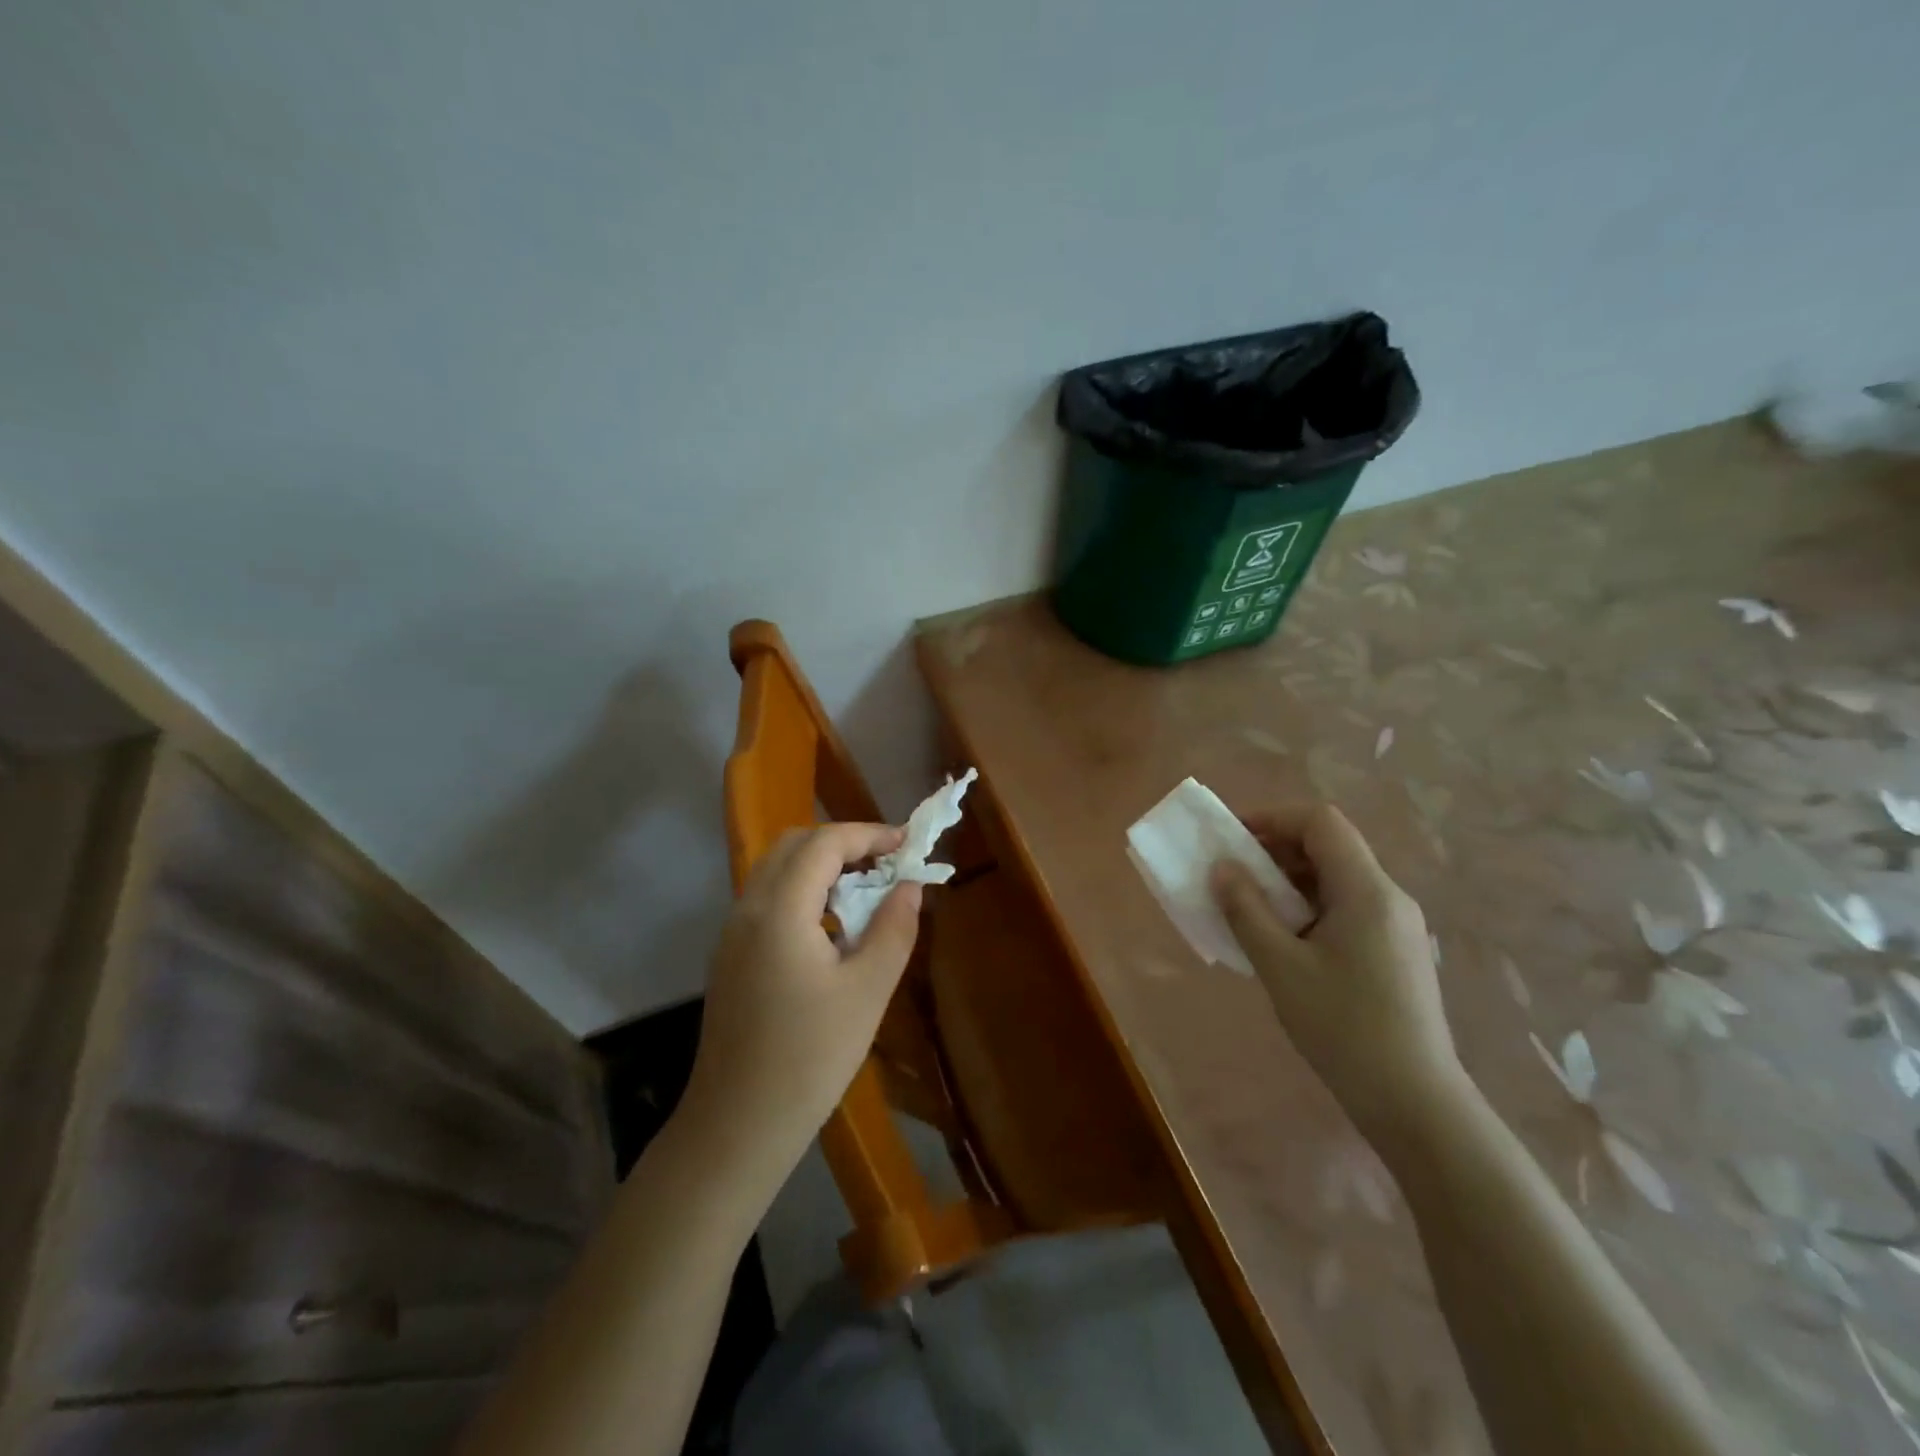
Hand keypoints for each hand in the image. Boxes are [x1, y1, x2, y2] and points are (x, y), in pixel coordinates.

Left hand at [681, 824, 922, 1178]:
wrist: (738, 1124)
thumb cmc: (811, 1057)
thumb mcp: (868, 990)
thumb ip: (894, 927)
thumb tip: (909, 885)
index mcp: (779, 911)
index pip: (823, 844)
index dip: (868, 834)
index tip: (907, 844)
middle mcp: (747, 909)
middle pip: (794, 846)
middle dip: (843, 842)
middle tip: (886, 862)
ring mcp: (732, 933)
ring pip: (776, 870)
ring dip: (821, 865)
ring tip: (865, 889)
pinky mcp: (730, 956)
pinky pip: (767, 899)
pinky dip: (802, 890)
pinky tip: (832, 925)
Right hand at [1211, 802, 1468, 1151]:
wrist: (1415, 1102)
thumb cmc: (1343, 1028)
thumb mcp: (1281, 967)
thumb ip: (1246, 910)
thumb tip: (1222, 868)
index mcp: (1366, 891)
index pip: (1321, 822)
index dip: (1273, 818)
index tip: (1233, 838)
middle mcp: (1389, 897)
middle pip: (1331, 846)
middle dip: (1277, 849)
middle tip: (1234, 874)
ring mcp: (1397, 926)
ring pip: (1338, 878)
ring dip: (1290, 881)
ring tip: (1251, 908)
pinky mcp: (1396, 952)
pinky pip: (1347, 907)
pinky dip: (1309, 906)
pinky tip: (1284, 940)